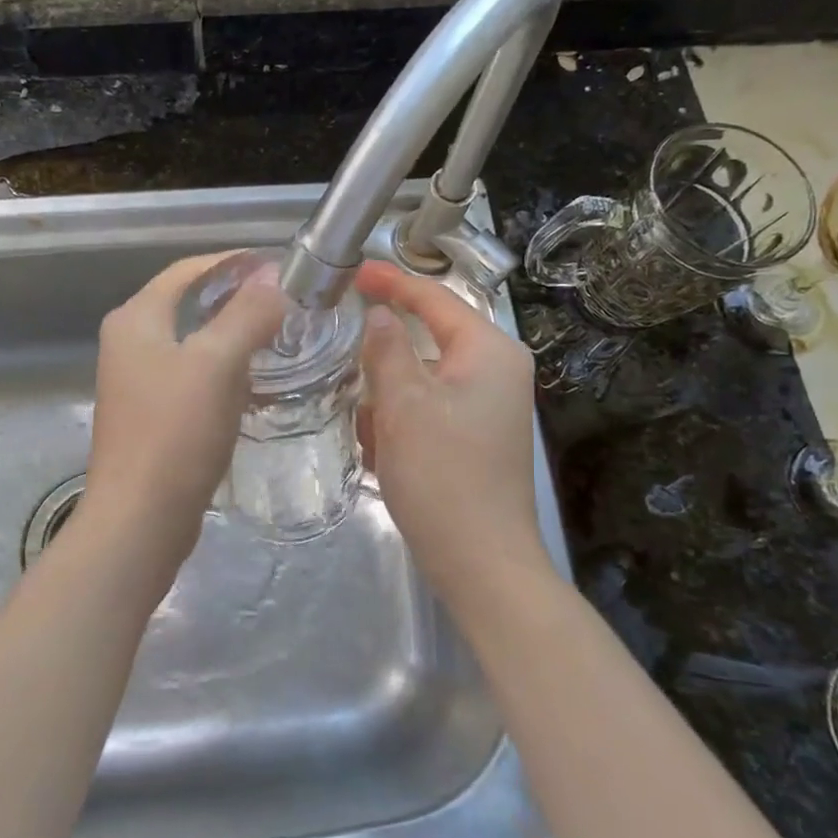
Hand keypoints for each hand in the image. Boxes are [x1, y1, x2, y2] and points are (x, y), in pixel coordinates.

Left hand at [76, 253, 288, 582]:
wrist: (140, 519)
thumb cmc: (175, 433)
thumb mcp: (217, 364)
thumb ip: (247, 314)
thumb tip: (273, 276)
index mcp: (135, 319)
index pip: (187, 271)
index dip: (232, 263)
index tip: (278, 267)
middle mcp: (128, 342)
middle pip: (188, 304)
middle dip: (235, 299)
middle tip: (285, 303)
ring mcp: (135, 381)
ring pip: (192, 342)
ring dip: (231, 335)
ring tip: (278, 337)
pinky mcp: (150, 415)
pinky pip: (191, 376)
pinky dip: (222, 370)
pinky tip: (252, 382)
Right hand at [354, 261, 548, 598]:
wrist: (481, 563)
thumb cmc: (443, 475)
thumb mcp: (404, 404)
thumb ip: (387, 348)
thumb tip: (379, 314)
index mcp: (489, 351)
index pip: (435, 298)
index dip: (391, 282)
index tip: (351, 273)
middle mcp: (496, 371)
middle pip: (427, 341)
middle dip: (383, 360)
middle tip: (342, 364)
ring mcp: (487, 408)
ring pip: (421, 380)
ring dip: (387, 398)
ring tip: (366, 428)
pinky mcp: (474, 438)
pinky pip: (427, 411)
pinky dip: (400, 423)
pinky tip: (382, 453)